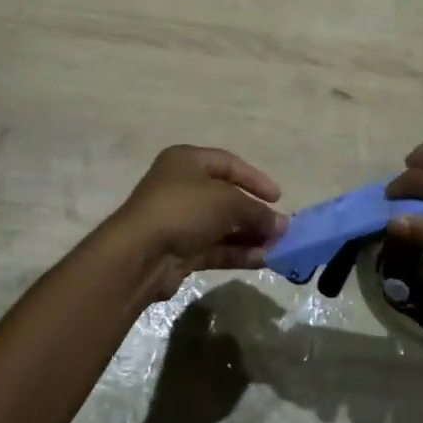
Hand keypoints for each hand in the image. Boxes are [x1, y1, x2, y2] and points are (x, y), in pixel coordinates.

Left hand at [110, 146, 287, 300]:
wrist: (140, 254)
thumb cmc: (184, 210)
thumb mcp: (228, 202)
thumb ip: (258, 212)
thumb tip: (283, 225)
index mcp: (187, 161)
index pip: (228, 163)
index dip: (255, 179)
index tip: (278, 197)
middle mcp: (181, 187)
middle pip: (226, 197)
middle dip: (255, 213)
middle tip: (281, 228)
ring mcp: (180, 220)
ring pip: (222, 225)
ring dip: (249, 236)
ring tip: (277, 248)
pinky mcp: (180, 250)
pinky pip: (215, 248)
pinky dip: (237, 253)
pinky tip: (261, 260)